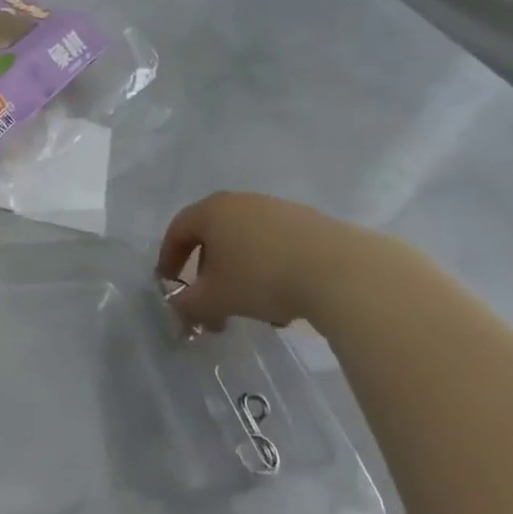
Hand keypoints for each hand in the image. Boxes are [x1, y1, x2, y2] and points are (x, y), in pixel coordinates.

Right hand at [156, 192, 369, 330]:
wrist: (343, 272)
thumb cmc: (262, 278)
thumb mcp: (214, 299)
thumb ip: (187, 306)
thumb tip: (180, 311)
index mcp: (212, 211)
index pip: (177, 231)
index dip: (168, 260)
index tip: (169, 286)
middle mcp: (242, 202)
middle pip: (213, 238)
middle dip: (207, 275)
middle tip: (209, 304)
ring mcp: (279, 209)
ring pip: (246, 245)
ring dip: (240, 276)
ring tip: (249, 310)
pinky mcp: (311, 223)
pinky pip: (276, 247)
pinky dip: (269, 272)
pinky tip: (283, 303)